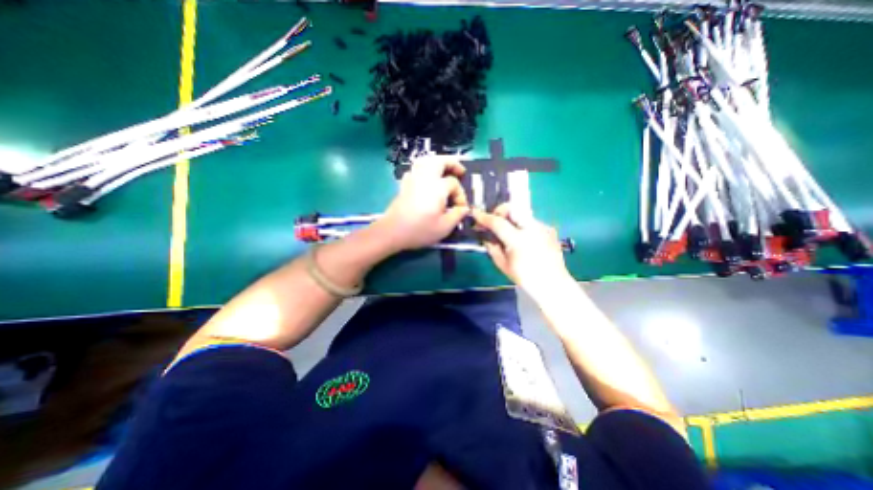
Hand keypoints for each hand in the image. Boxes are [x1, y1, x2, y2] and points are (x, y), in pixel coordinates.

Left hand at [376, 155, 470, 252]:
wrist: (393, 232)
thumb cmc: (420, 230)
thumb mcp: (444, 227)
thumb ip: (457, 215)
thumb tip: (464, 208)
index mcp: (437, 187)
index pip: (454, 184)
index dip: (461, 195)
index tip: (461, 209)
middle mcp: (425, 178)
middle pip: (440, 161)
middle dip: (452, 163)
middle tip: (461, 171)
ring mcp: (412, 179)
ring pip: (425, 161)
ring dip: (438, 162)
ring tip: (445, 170)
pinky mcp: (404, 185)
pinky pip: (415, 170)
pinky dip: (423, 169)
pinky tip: (426, 178)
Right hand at [471, 204, 573, 295]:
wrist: (553, 283)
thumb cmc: (525, 277)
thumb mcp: (503, 264)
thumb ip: (492, 248)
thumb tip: (486, 237)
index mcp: (518, 240)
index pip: (498, 222)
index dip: (484, 217)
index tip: (475, 214)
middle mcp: (532, 228)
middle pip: (512, 208)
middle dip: (499, 211)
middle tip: (494, 221)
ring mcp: (542, 227)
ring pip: (521, 213)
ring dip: (511, 218)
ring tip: (507, 231)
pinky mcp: (548, 229)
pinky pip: (530, 221)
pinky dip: (522, 225)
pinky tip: (522, 238)